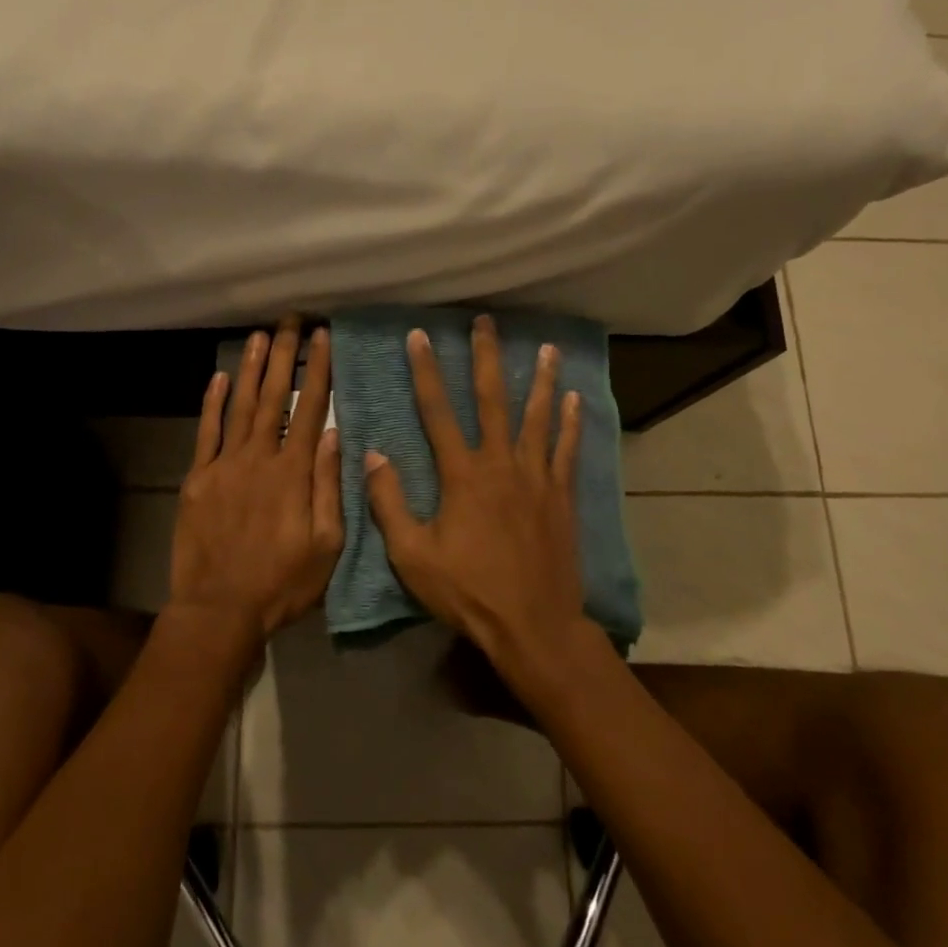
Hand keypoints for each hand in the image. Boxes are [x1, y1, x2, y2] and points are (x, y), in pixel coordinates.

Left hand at [168, 316, 343, 650]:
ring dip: (252, 369)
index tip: (323, 338)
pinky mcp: (198, 479)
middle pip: (274, 397)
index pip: (310, 409)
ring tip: (261, 336)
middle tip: (291, 321)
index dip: (318, 371)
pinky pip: (206, 432)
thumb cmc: (282, 583)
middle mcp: (259, 458)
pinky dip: (213, 403)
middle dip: (285, 356)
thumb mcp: (326, 544)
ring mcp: (224, 465)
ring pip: (241, 406)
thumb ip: (330, 487)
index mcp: (294, 473)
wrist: (219, 608)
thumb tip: (336, 435)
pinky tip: (221, 377)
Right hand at [364, 314, 588, 685]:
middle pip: (492, 399)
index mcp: (462, 475)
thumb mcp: (412, 555)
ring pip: (538, 417)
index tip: (419, 337)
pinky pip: (567, 450)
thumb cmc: (468, 592)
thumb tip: (373, 455)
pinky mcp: (561, 495)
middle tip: (485, 322)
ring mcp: (536, 477)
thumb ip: (390, 502)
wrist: (533, 624)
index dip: (426, 372)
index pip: (437, 411)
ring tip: (545, 347)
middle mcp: (501, 463)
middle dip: (486, 358)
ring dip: (540, 379)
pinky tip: (574, 400)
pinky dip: (571, 423)